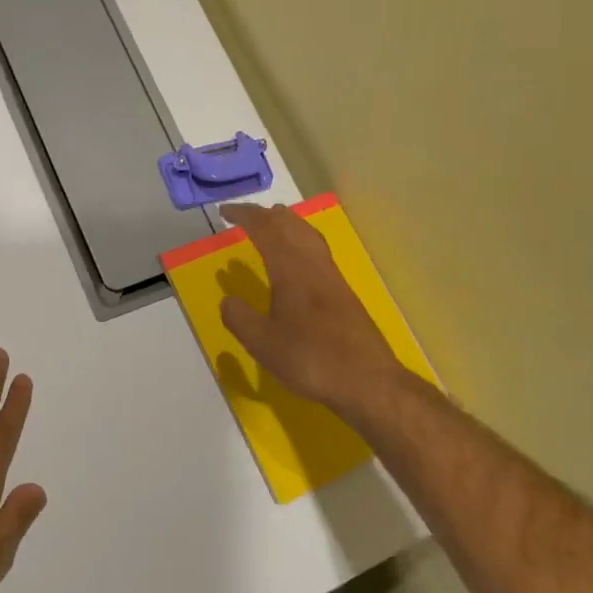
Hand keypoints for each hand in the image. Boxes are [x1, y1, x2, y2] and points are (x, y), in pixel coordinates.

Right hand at [219, 203, 405, 418]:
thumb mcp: (263, 343)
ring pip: (309, 235)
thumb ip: (240, 319)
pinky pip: (317, 251)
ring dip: (288, 225)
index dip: (245, 216)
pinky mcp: (344, 293)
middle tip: (246, 217)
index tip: (225, 212)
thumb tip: (227, 301)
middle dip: (267, 215)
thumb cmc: (310, 358)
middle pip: (291, 225)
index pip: (266, 229)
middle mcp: (313, 264)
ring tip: (272, 226)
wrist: (367, 381)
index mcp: (291, 269)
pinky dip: (300, 242)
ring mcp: (332, 277)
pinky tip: (297, 262)